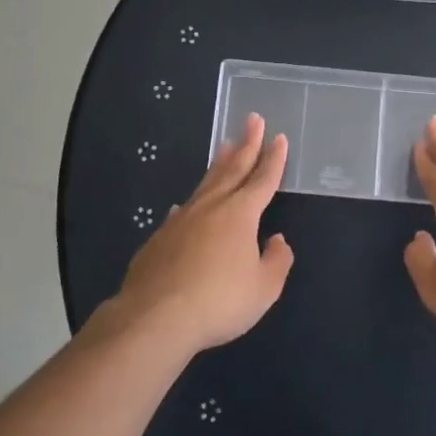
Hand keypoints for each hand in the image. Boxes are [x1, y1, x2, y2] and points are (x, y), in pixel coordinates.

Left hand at [112, 114, 293, 355]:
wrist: (156, 316)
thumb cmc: (219, 301)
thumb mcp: (263, 289)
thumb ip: (276, 261)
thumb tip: (276, 240)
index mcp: (240, 214)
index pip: (263, 180)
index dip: (274, 159)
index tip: (279, 137)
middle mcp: (212, 207)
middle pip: (233, 169)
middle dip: (246, 144)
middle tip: (252, 119)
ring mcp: (182, 219)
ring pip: (206, 183)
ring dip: (219, 163)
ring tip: (225, 145)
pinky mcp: (160, 237)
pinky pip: (182, 210)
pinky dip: (191, 202)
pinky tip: (186, 205)